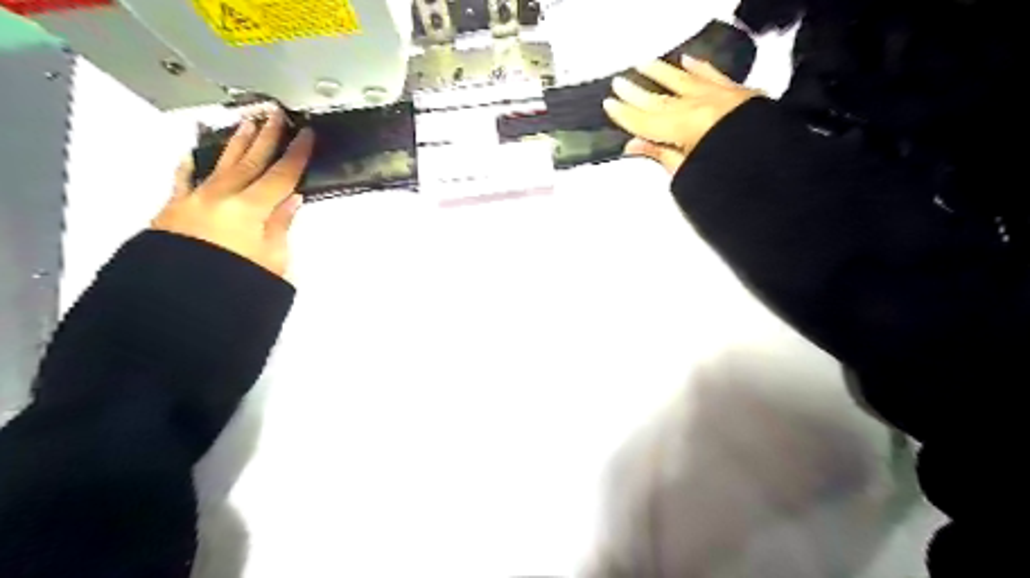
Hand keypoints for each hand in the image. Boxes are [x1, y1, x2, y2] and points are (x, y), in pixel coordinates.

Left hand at [151, 107, 314, 279]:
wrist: (178, 303)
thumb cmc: (234, 284)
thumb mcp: (273, 259)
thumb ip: (281, 225)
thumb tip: (291, 201)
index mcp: (250, 209)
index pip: (281, 175)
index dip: (297, 154)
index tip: (306, 135)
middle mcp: (221, 197)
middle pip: (251, 160)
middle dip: (267, 137)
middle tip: (276, 115)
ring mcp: (195, 200)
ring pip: (221, 164)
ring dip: (236, 142)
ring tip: (247, 123)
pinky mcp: (174, 210)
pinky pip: (183, 181)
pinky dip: (189, 167)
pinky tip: (192, 155)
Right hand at [601, 57, 759, 174]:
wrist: (775, 169)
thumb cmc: (729, 175)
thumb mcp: (687, 172)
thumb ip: (660, 154)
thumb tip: (633, 145)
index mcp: (683, 127)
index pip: (645, 120)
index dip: (625, 114)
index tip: (609, 104)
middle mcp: (697, 105)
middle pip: (659, 98)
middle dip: (636, 91)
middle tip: (618, 82)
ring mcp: (717, 96)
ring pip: (683, 80)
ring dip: (661, 72)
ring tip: (644, 63)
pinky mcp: (735, 93)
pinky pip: (713, 75)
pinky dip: (699, 67)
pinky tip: (687, 61)